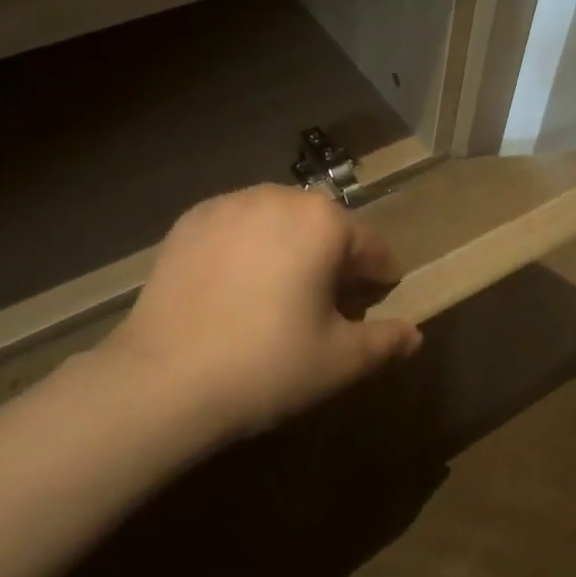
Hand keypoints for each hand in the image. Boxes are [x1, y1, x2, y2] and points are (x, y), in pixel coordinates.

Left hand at [102, 186, 423, 436]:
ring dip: (290, 249)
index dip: (379, 279)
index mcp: (323, 222)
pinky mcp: (189, 219)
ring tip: (278, 296)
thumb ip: (385, 342)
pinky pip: (237, 227)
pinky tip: (235, 288)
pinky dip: (247, 248)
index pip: (371, 246)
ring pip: (279, 222)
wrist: (162, 380)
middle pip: (324, 227)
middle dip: (334, 261)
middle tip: (325, 307)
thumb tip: (413, 335)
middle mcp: (279, 196)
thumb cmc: (267, 366)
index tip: (372, 307)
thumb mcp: (339, 361)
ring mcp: (228, 203)